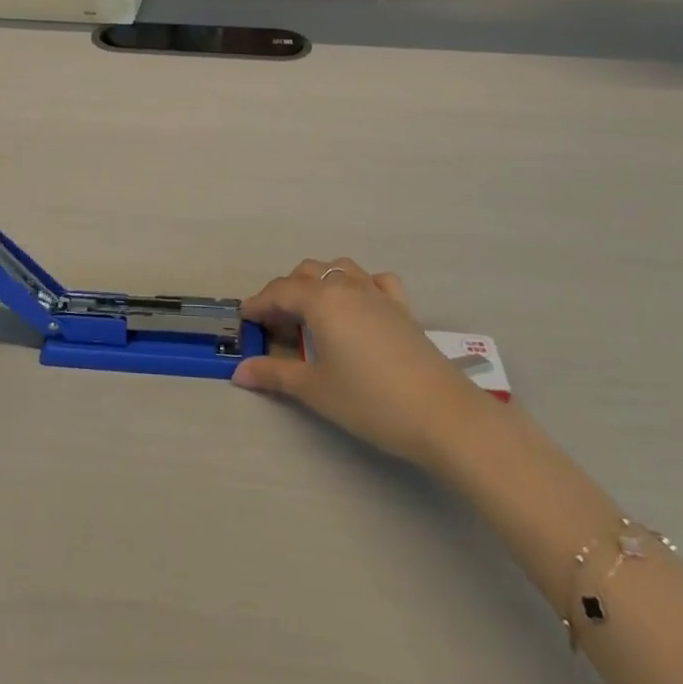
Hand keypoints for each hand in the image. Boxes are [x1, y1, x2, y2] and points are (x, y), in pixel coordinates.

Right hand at [232, 258, 478, 464]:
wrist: (442, 415)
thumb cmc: (370, 401)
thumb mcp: (316, 389)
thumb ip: (275, 375)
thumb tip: (240, 372)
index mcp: (321, 300)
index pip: (279, 292)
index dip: (259, 304)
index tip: (245, 320)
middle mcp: (347, 287)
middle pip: (306, 273)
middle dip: (285, 292)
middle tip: (275, 323)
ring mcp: (378, 294)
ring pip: (339, 269)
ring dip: (318, 282)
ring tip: (310, 311)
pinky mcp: (402, 308)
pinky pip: (375, 281)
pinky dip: (359, 284)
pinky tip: (358, 305)